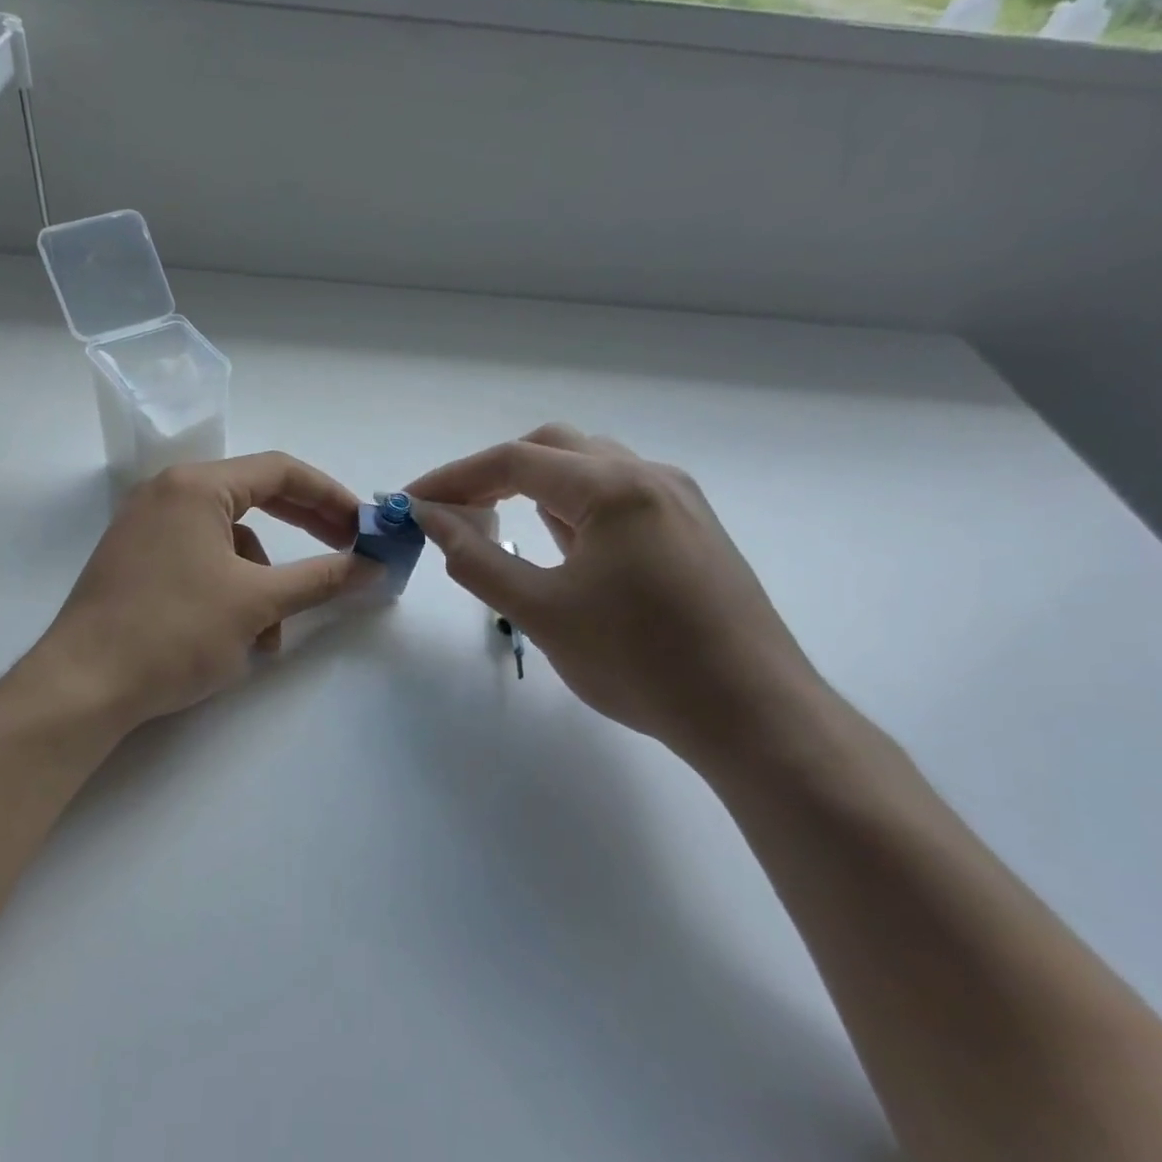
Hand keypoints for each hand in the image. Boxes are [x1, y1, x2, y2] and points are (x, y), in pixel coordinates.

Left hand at [32, 453, 379, 728]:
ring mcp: (145, 528)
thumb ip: (321, 579)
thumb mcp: (257, 604)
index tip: (364, 525)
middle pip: (254, 499)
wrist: (84, 685)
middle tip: (344, 553)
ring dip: (261, 584)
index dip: (330, 496)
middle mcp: (167, 494)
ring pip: (227, 543)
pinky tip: (234, 640)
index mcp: (196, 487)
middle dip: (303, 531)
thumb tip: (372, 566)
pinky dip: (227, 593)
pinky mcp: (134, 562)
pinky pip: (198, 562)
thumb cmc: (175, 632)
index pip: (280, 471)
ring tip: (270, 637)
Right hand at [407, 424, 825, 763]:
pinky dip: (571, 506)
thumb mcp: (540, 612)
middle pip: (553, 448)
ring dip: (533, 486)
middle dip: (492, 472)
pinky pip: (617, 496)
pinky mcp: (692, 528)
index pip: (513, 460)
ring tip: (493, 523)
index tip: (410, 503)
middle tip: (452, 510)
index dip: (452, 478)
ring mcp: (678, 500)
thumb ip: (476, 559)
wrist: (751, 713)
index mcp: (615, 487)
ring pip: (589, 468)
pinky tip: (556, 543)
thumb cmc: (638, 662)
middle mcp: (650, 476)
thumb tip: (431, 518)